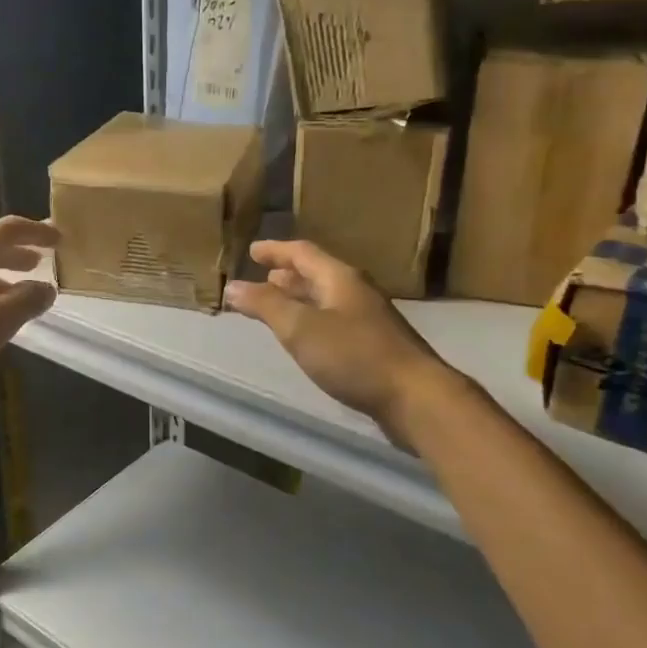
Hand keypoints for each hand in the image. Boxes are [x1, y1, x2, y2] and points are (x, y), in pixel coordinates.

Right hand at [224, 239, 457, 442]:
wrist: (414, 397)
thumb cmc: (354, 355)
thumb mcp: (301, 328)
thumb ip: (265, 305)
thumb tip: (233, 286)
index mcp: (340, 278)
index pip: (303, 253)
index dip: (276, 250)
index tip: (252, 250)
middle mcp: (356, 292)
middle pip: (317, 274)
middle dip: (289, 274)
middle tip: (264, 275)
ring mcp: (368, 319)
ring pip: (326, 299)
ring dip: (300, 298)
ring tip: (278, 303)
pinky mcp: (373, 346)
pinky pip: (334, 321)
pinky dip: (312, 320)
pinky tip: (306, 337)